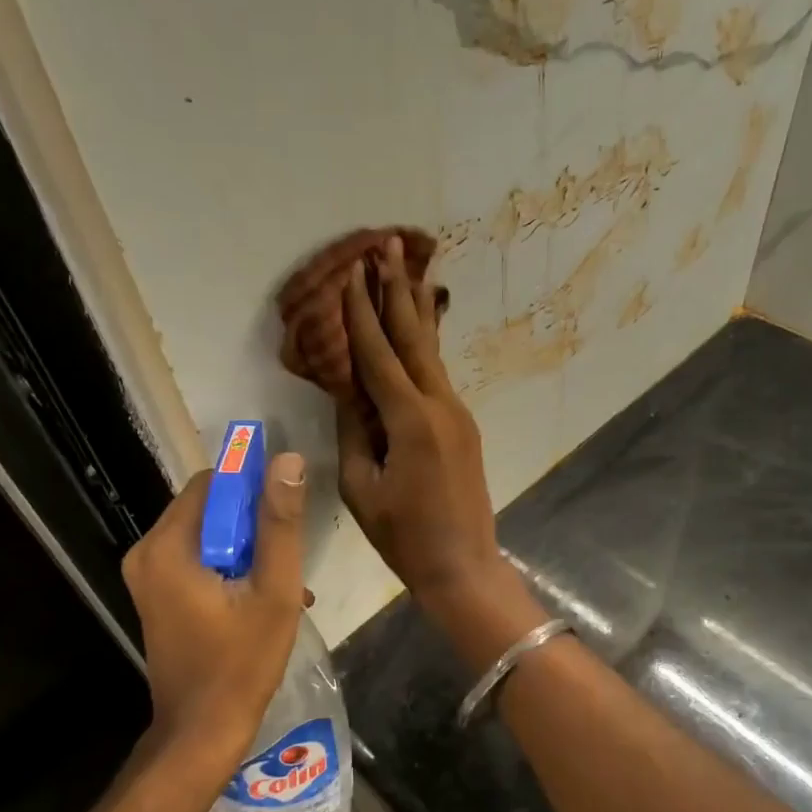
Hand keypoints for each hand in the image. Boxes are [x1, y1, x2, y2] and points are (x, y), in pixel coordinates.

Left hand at [121, 453, 309, 770]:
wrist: (201, 732)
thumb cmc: (242, 663)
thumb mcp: (274, 591)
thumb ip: (280, 524)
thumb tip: (288, 460)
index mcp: (168, 547)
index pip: (212, 483)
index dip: (252, 487)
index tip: (286, 511)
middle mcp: (147, 552)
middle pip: (207, 508)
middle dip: (252, 524)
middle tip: (287, 557)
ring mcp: (147, 576)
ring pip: (206, 534)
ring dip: (246, 549)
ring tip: (283, 582)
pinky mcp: (156, 594)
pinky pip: (196, 559)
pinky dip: (228, 567)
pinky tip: (260, 596)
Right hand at [337, 235, 513, 622]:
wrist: (463, 566)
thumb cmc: (404, 536)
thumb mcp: (362, 488)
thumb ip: (354, 433)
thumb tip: (347, 392)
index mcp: (410, 421)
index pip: (379, 354)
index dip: (362, 313)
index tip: (351, 273)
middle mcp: (440, 406)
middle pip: (414, 337)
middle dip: (397, 290)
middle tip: (388, 245)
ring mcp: (457, 414)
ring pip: (432, 352)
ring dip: (417, 310)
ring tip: (409, 268)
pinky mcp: (463, 426)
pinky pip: (438, 376)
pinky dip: (426, 346)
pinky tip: (423, 327)